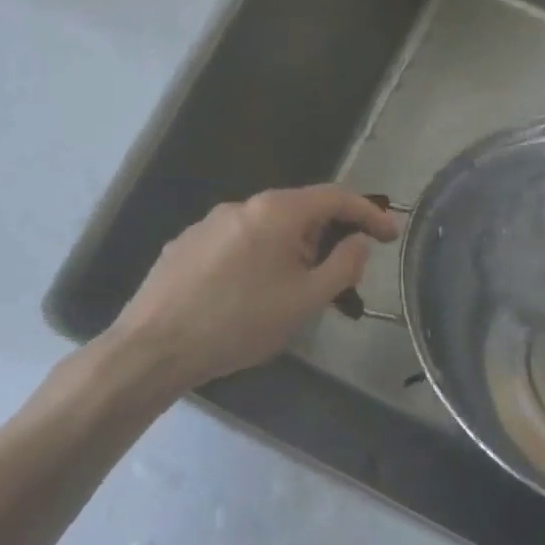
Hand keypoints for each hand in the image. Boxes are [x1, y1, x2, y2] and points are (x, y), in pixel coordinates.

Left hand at [103, 186, 397, 400]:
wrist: (154, 347)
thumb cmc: (241, 323)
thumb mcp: (306, 300)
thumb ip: (343, 266)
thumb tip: (357, 241)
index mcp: (275, 212)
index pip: (335, 197)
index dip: (369, 213)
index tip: (390, 235)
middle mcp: (241, 206)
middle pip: (300, 211)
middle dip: (328, 237)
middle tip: (342, 276)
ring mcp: (207, 224)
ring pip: (267, 229)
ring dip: (292, 251)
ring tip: (294, 293)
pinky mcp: (185, 246)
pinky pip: (238, 244)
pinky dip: (259, 259)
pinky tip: (251, 295)